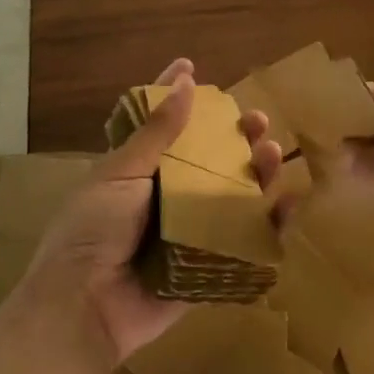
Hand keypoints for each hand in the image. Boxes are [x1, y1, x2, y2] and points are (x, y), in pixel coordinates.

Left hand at [21, 59, 285, 368]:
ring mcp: (188, 231)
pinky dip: (269, 224)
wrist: (83, 308)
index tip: (191, 66)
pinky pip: (243, 241)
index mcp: (138, 170)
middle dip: (234, 136)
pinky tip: (289, 203)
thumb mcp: (121, 173)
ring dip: (256, 172)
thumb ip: (156, 133)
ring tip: (272, 152)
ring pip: (231, 194)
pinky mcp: (206, 265)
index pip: (161, 124)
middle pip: (208, 158)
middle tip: (256, 120)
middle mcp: (166, 196)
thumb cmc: (93, 230)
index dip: (175, 95)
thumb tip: (185, 82)